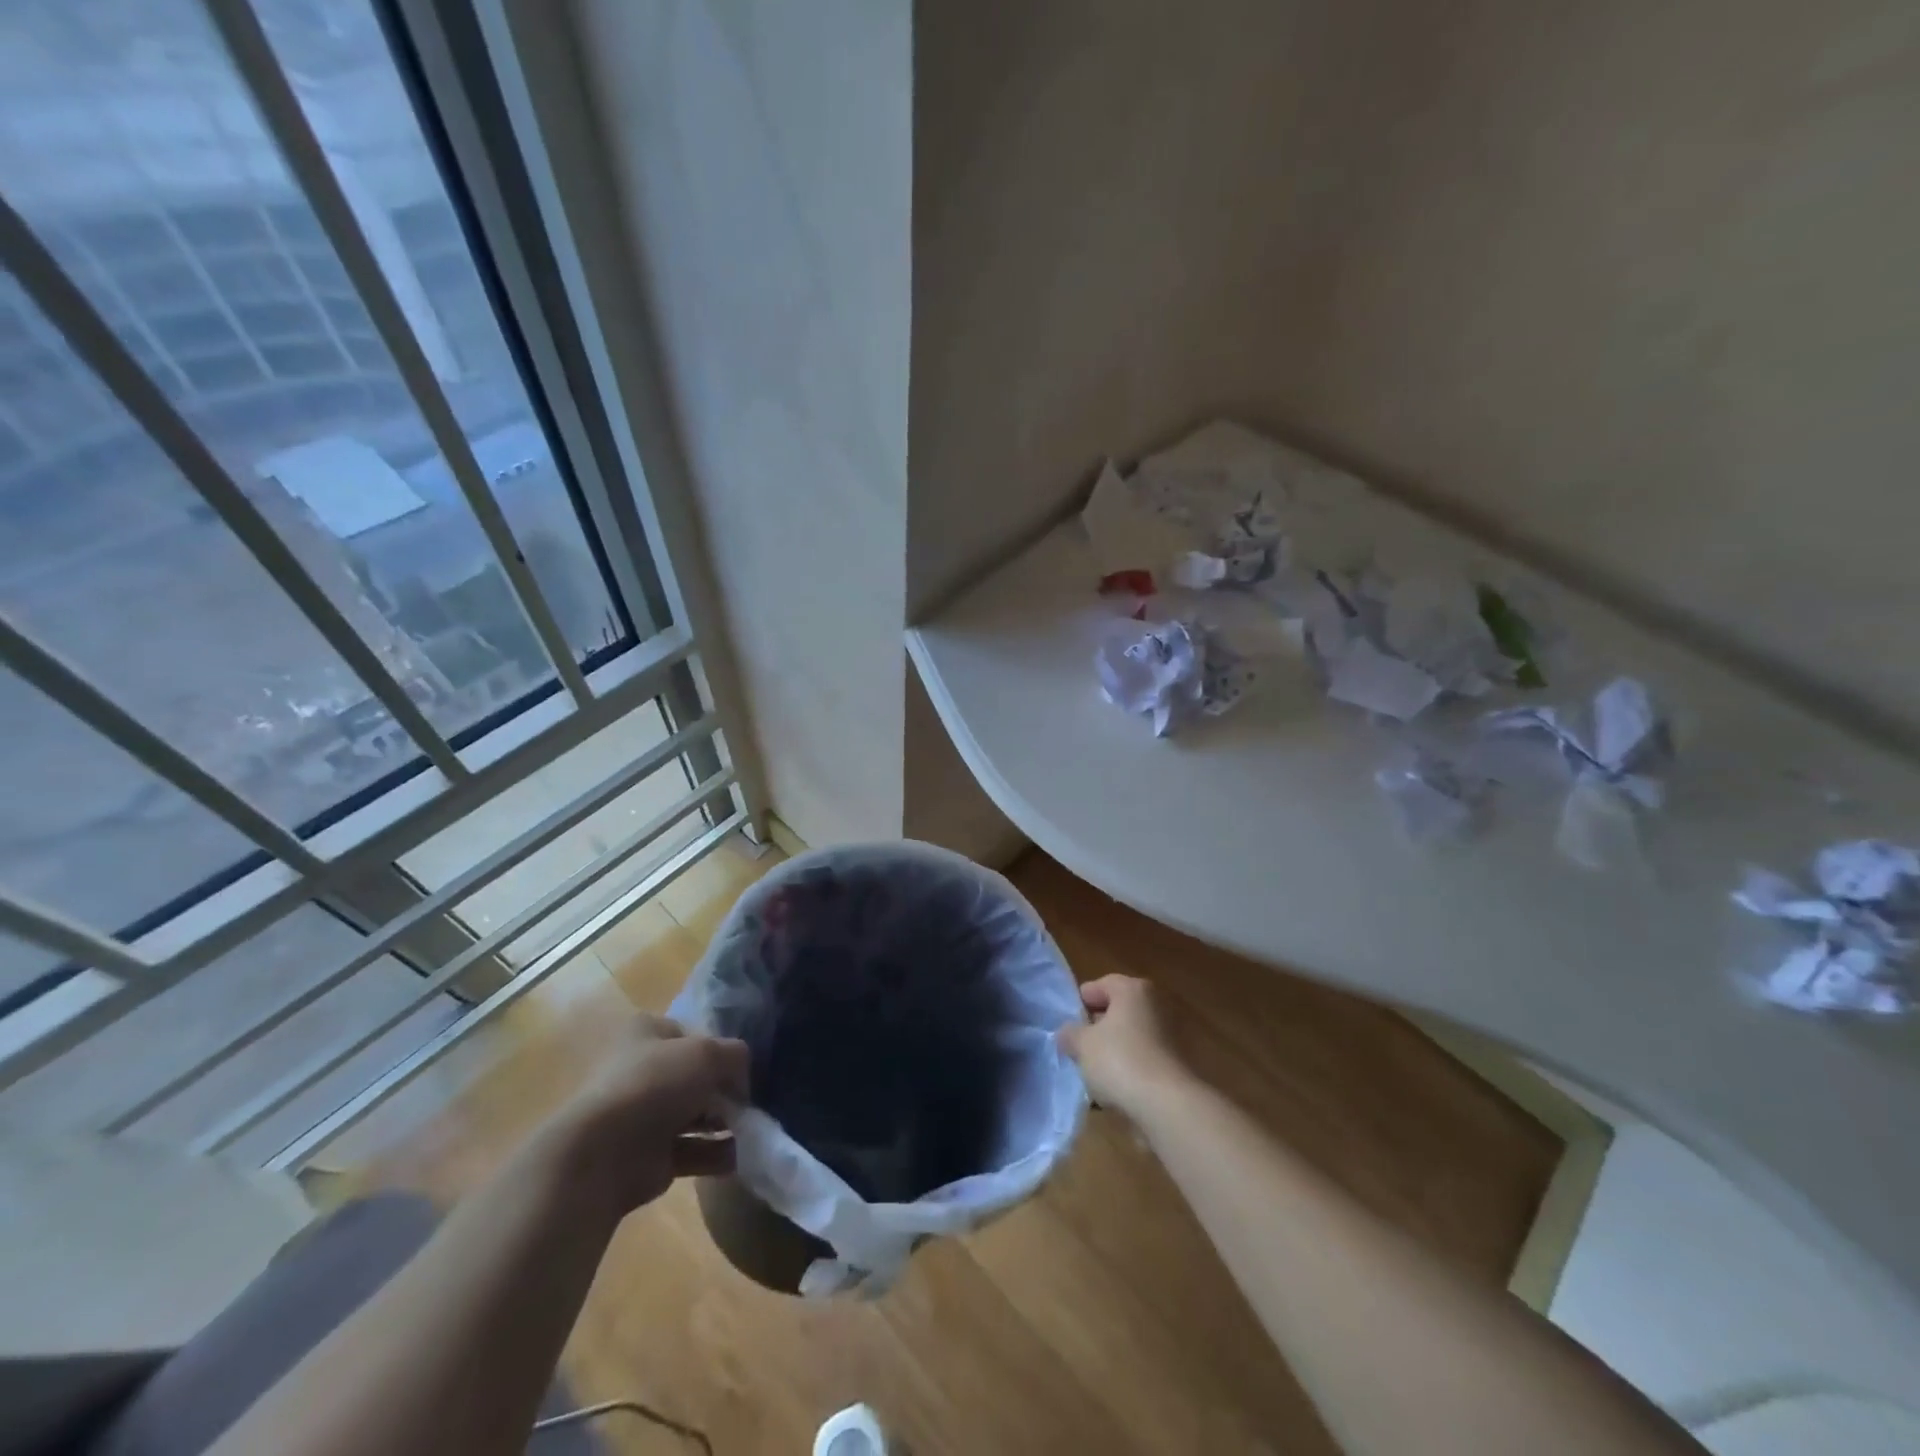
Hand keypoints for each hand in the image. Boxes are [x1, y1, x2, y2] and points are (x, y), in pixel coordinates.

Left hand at [559, 1014, 749, 1213]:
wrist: (602, 1156)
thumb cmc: (653, 1085)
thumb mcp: (707, 1053)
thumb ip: (735, 1056)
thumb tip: (743, 1079)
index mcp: (644, 1033)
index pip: (691, 1034)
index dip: (719, 1048)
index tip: (742, 1067)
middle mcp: (641, 1071)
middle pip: (694, 1076)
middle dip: (724, 1089)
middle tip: (750, 1101)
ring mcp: (643, 1116)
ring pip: (694, 1114)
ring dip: (724, 1122)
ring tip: (752, 1129)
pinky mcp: (648, 1156)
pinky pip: (692, 1150)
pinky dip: (716, 1153)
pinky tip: (741, 1155)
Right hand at [1057, 975, 1189, 1118]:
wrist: (1166, 1104)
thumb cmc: (1119, 1060)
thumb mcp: (1081, 1044)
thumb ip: (1069, 1034)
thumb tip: (1067, 1034)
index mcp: (1133, 989)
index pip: (1098, 986)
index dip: (1079, 1004)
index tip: (1067, 1026)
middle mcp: (1155, 1004)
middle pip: (1116, 1011)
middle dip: (1095, 1030)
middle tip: (1077, 1049)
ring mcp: (1169, 1034)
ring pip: (1129, 1037)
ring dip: (1111, 1052)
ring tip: (1092, 1074)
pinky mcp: (1175, 1063)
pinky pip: (1142, 1060)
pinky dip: (1128, 1070)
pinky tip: (1112, 1091)